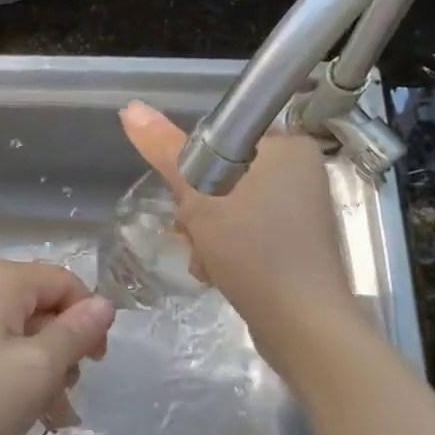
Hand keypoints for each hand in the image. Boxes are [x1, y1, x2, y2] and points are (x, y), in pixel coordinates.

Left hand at [0, 259, 115, 434]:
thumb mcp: (37, 370)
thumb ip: (76, 334)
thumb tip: (105, 304)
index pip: (64, 282)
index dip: (88, 318)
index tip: (96, 363)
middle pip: (40, 307)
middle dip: (62, 352)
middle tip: (66, 397)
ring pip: (18, 334)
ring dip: (41, 372)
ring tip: (50, 419)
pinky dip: (12, 375)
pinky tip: (22, 414)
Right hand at [119, 102, 360, 366]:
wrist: (304, 326)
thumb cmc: (254, 249)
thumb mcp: (201, 197)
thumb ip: (166, 151)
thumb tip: (130, 107)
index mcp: (288, 147)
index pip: (222, 140)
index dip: (192, 168)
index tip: (182, 198)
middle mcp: (301, 173)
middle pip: (223, 176)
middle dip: (197, 210)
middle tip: (193, 234)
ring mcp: (303, 211)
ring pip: (231, 208)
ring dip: (207, 234)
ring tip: (204, 260)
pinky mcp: (299, 244)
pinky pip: (249, 232)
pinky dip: (228, 249)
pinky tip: (217, 273)